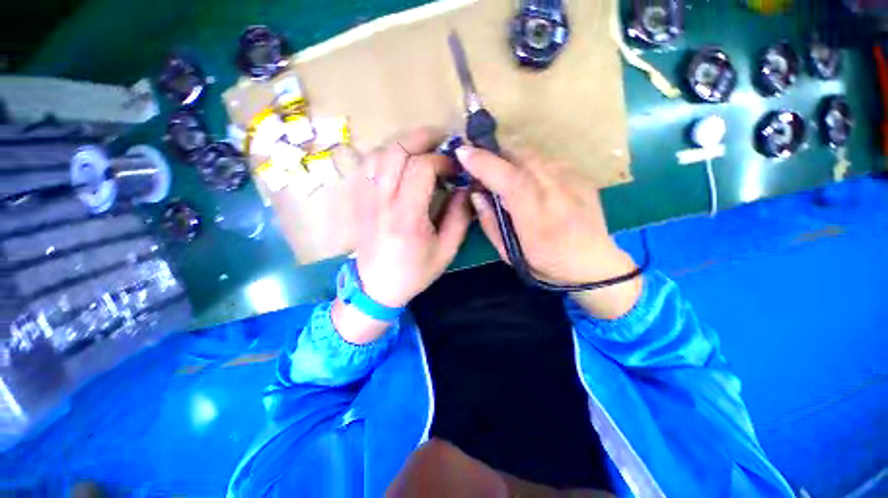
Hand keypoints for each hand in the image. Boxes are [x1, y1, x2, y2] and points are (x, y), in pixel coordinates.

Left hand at [334, 129, 470, 342]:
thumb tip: (466, 187)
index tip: (456, 168)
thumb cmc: (414, 272)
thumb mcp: (446, 250)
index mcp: (407, 216)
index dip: (442, 160)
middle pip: (397, 150)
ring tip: (425, 147)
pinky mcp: (362, 199)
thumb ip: (459, 216)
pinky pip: (371, 164)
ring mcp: (368, 198)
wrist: (376, 286)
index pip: (421, 168)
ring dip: (405, 143)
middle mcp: (383, 201)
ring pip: (381, 152)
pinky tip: (402, 160)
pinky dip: (388, 153)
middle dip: (423, 137)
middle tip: (443, 139)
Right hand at [456, 145, 641, 318]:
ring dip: (511, 158)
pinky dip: (529, 164)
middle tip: (480, 164)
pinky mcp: (582, 175)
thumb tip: (476, 193)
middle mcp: (559, 194)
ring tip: (502, 173)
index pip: (511, 181)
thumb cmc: (547, 265)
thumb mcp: (509, 254)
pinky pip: (546, 160)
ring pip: (534, 154)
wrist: (595, 265)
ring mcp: (574, 181)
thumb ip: (490, 223)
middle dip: (495, 154)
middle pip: (522, 157)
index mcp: (538, 221)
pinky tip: (528, 181)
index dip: (485, 164)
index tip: (463, 153)